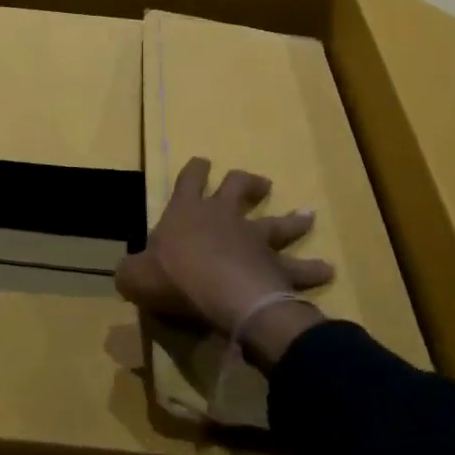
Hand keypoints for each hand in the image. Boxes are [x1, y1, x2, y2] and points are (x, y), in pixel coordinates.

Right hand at [116, 158, 331, 368]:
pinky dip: (313, 270)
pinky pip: (299, 268)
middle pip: (238, 188)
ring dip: (293, 220)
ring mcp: (255, 239)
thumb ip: (130, 272)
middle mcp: (224, 217)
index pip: (189, 180)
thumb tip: (126, 273)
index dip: (195, 169)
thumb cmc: (175, 278)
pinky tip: (327, 270)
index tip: (202, 161)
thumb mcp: (135, 276)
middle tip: (258, 183)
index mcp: (187, 212)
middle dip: (247, 183)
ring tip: (307, 215)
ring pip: (278, 223)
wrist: (222, 294)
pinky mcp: (277, 266)